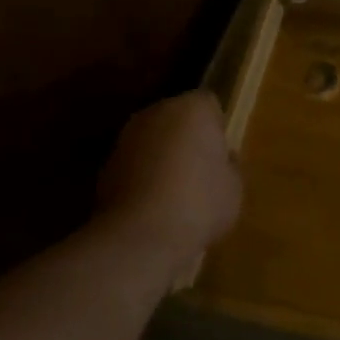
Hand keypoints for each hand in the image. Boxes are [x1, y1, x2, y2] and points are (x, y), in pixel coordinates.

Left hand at [96, 93, 241, 268]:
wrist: (142, 235)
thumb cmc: (200, 203)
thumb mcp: (234, 187)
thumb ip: (228, 166)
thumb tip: (221, 161)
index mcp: (193, 108)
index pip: (209, 104)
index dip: (217, 129)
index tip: (222, 155)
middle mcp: (156, 112)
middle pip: (177, 118)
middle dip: (187, 138)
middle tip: (202, 172)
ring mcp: (126, 137)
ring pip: (153, 140)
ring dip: (162, 156)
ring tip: (176, 192)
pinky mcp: (105, 164)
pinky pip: (135, 163)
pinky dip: (143, 176)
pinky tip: (154, 205)